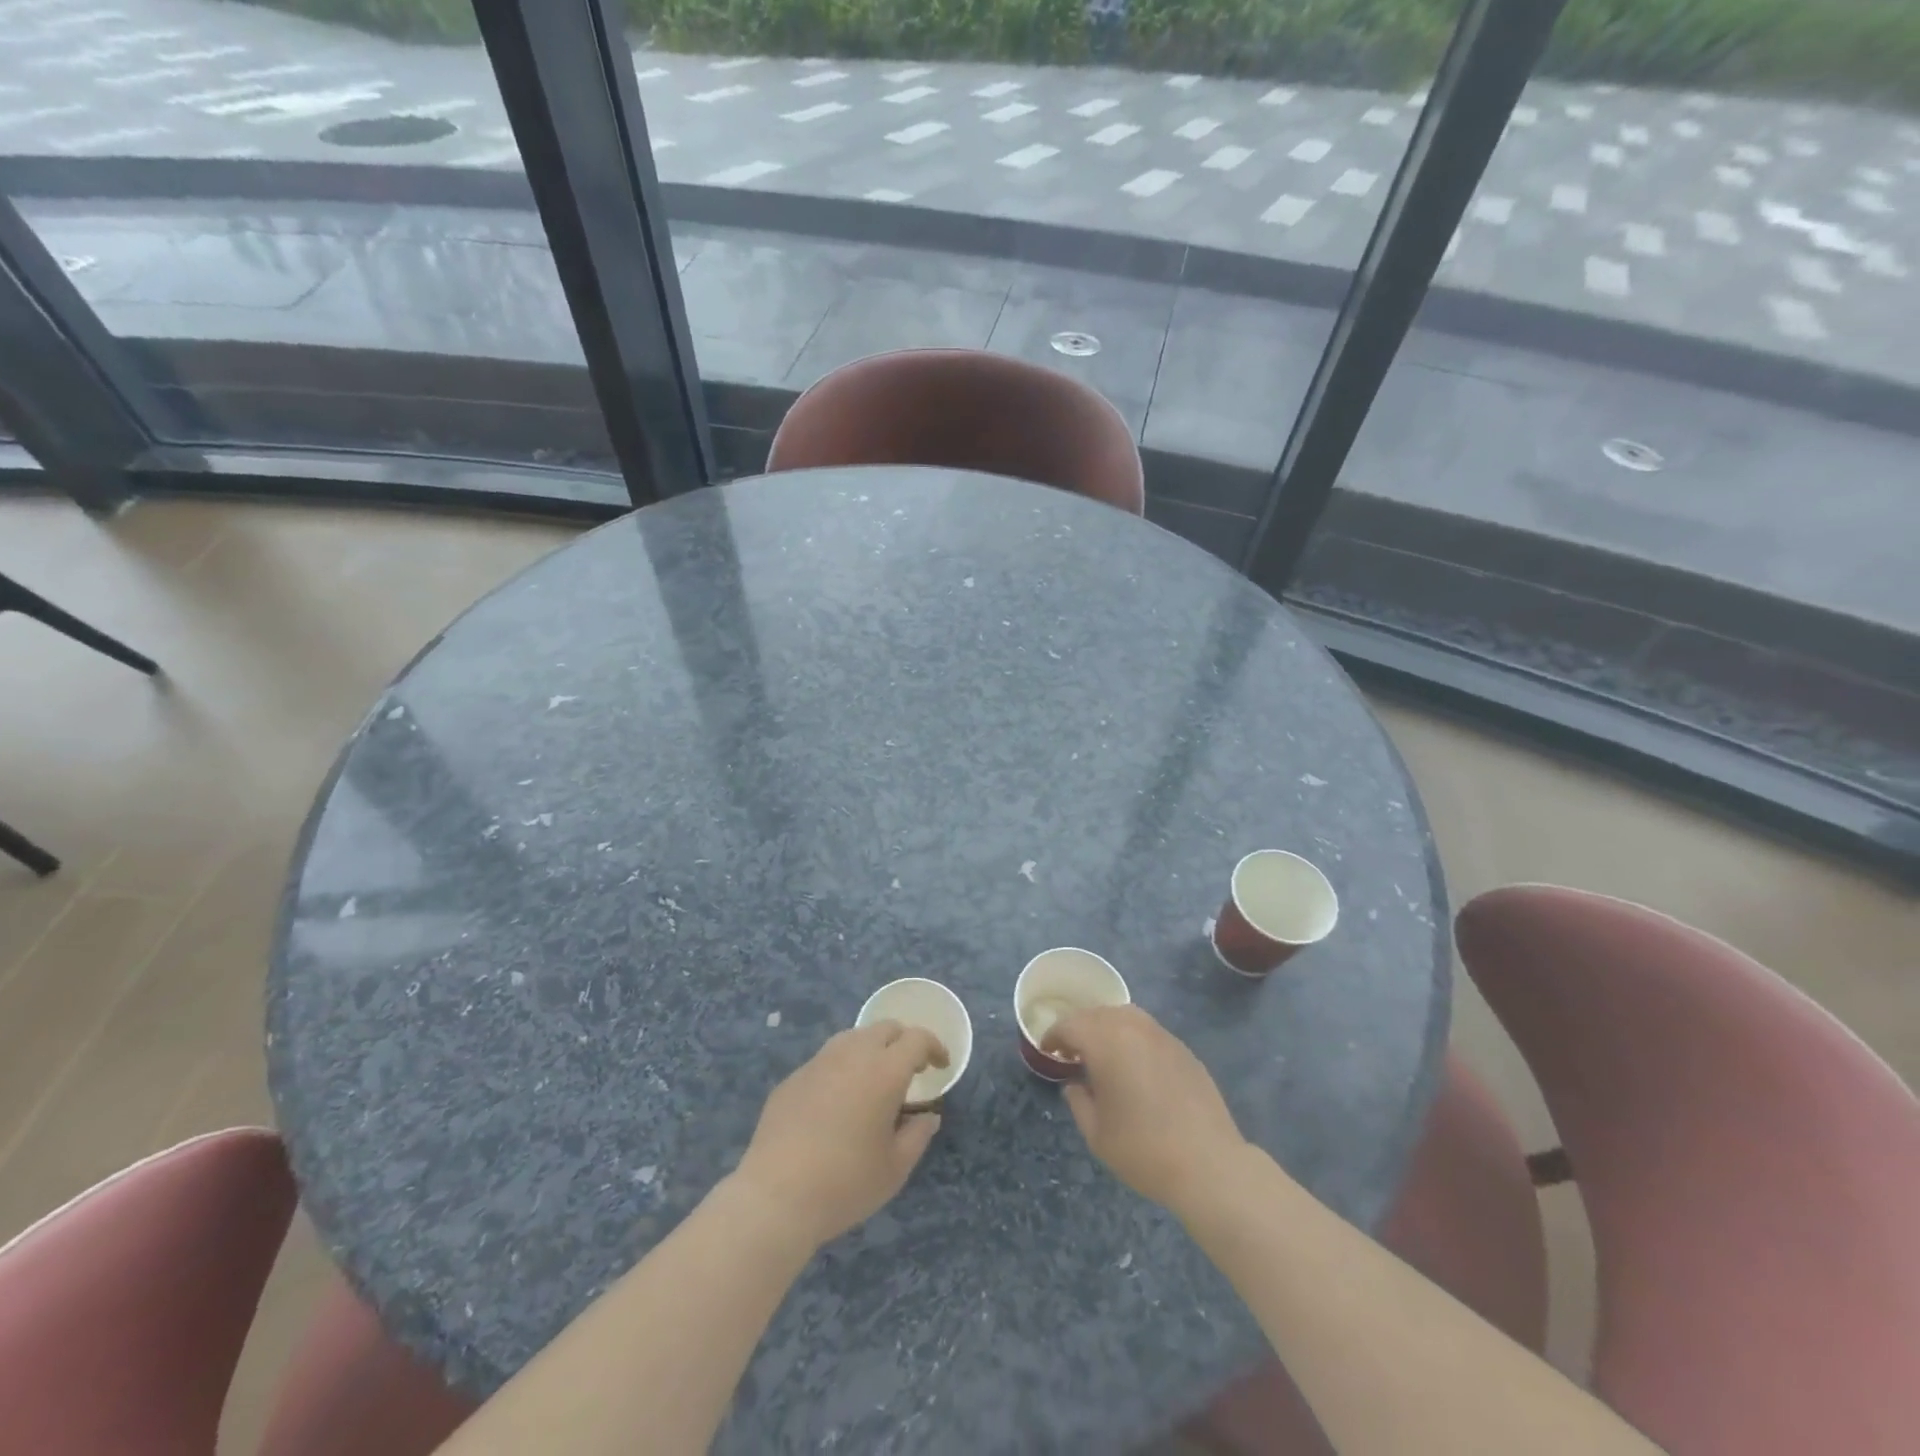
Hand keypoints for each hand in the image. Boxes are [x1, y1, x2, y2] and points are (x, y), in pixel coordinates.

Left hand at [732, 1022, 948, 1248]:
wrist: (775, 1196)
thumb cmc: (845, 1183)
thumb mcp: (895, 1168)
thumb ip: (918, 1135)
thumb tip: (928, 1116)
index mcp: (884, 1071)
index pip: (917, 1039)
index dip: (933, 1047)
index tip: (940, 1065)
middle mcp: (852, 1054)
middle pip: (885, 1028)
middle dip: (903, 1042)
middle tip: (910, 1069)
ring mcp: (818, 1062)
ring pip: (853, 1037)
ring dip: (871, 1049)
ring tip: (874, 1080)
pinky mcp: (793, 1078)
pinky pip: (826, 1060)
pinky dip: (842, 1069)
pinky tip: (837, 1102)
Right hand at [1044, 1005, 1247, 1214]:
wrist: (1209, 1164)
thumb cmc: (1143, 1150)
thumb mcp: (1096, 1133)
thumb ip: (1078, 1101)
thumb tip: (1075, 1083)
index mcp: (1105, 1042)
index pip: (1070, 1025)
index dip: (1054, 1035)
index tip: (1048, 1050)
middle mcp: (1133, 1027)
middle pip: (1097, 1013)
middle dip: (1080, 1028)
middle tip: (1072, 1052)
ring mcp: (1162, 1035)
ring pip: (1125, 1015)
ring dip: (1107, 1027)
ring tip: (1103, 1053)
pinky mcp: (1183, 1049)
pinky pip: (1149, 1030)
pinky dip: (1133, 1037)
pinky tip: (1135, 1065)